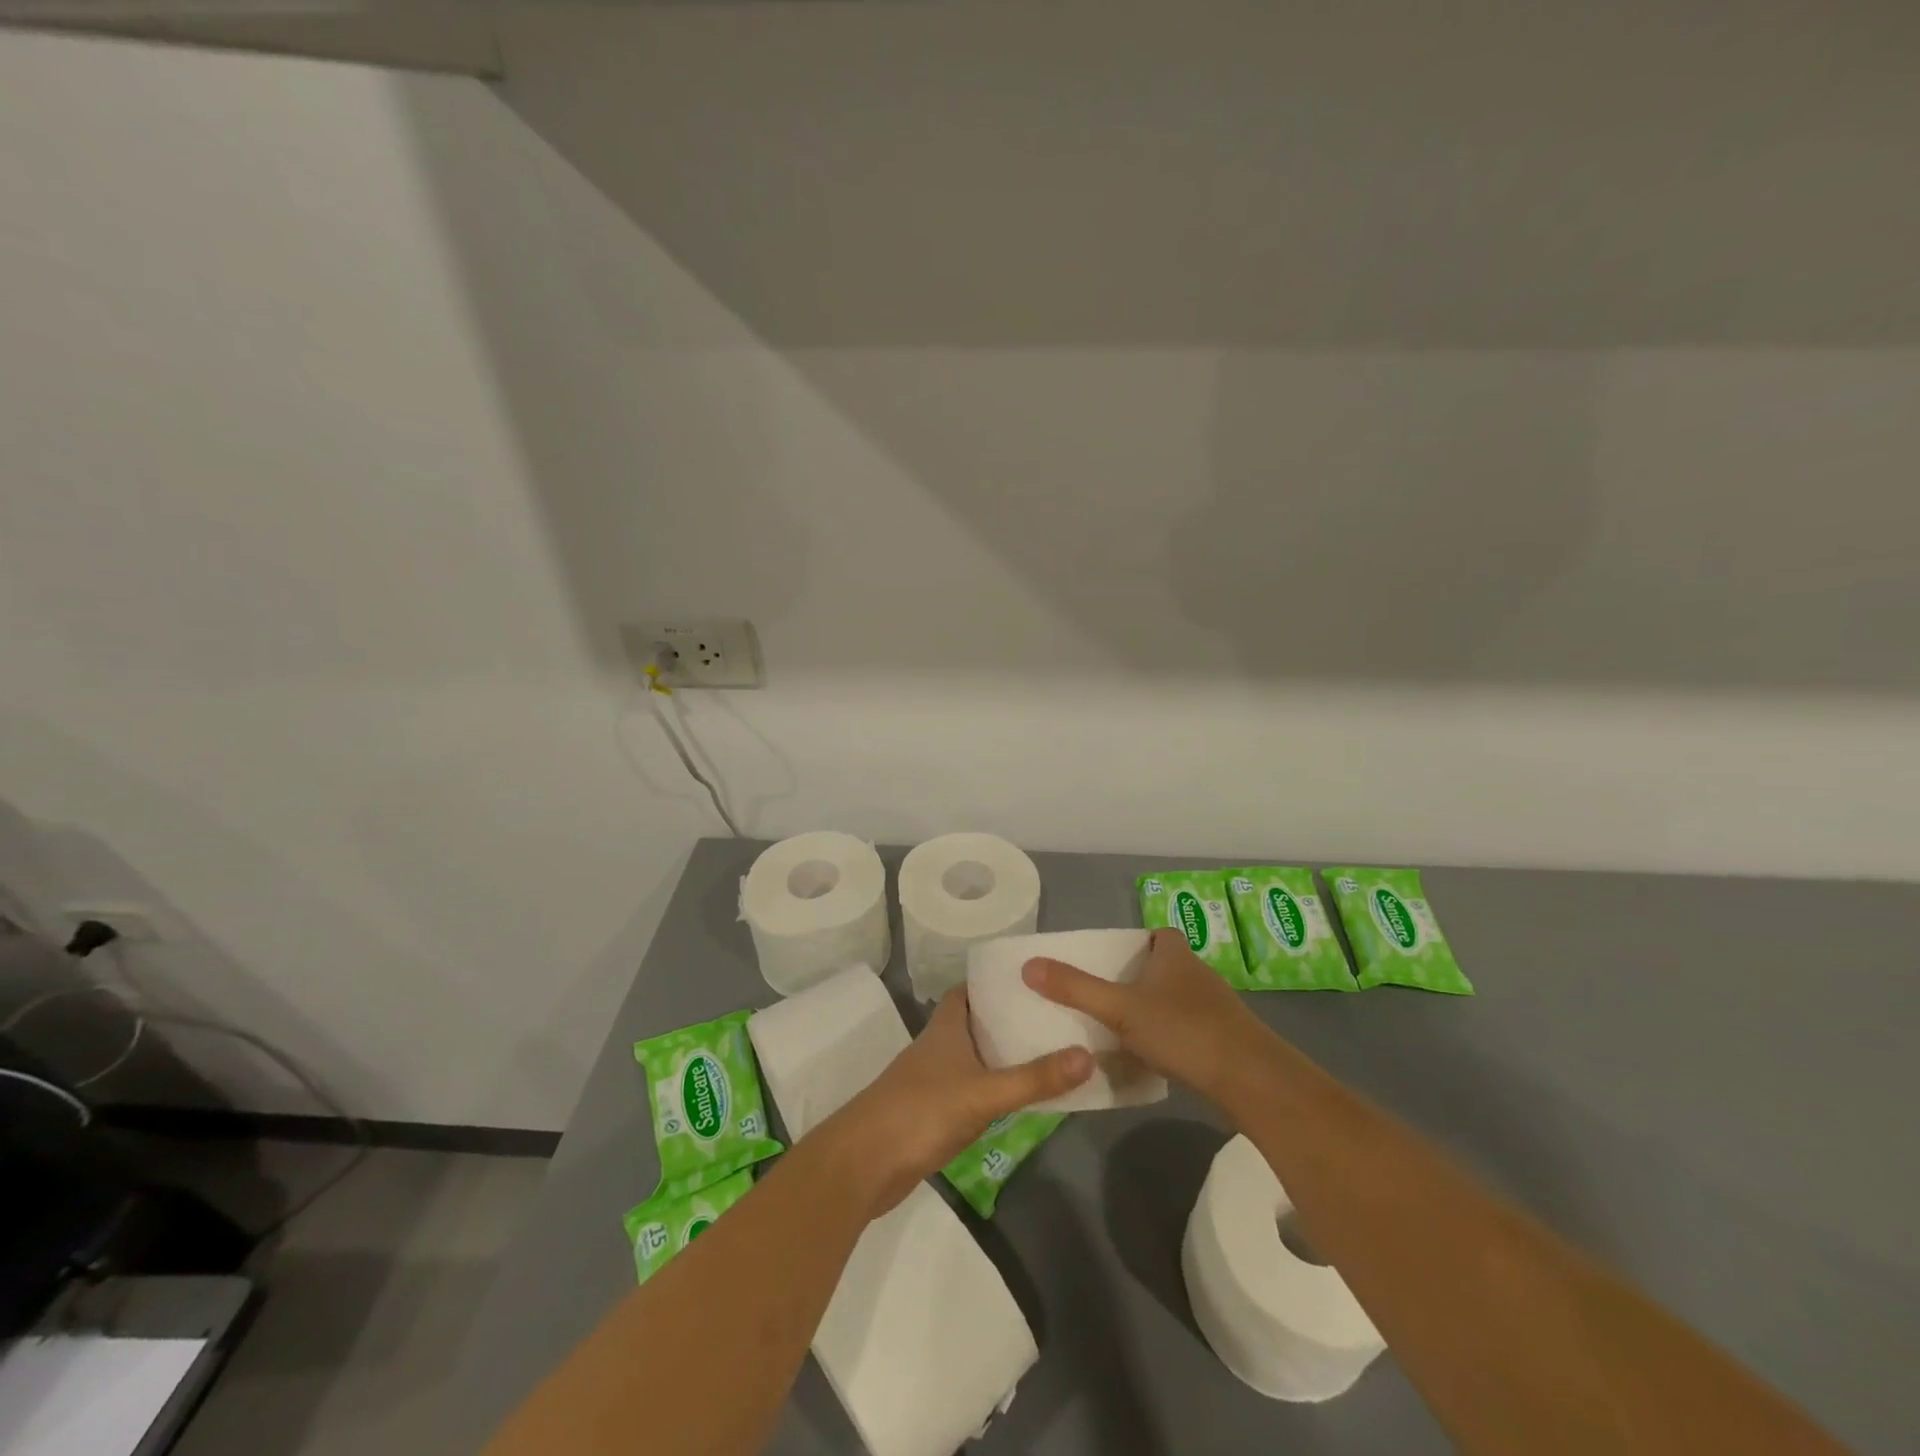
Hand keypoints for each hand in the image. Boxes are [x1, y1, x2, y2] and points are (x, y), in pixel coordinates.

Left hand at [821, 988, 1091, 1217]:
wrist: (863, 1165)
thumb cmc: (920, 1112)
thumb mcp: (983, 1093)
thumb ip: (1033, 1078)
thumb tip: (1088, 1056)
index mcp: (946, 1027)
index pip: (972, 989)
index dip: (999, 983)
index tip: (1038, 981)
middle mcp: (940, 1046)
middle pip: (979, 1023)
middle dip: (1012, 1020)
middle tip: (1057, 1017)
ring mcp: (936, 1080)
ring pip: (977, 1057)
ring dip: (1006, 1055)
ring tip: (1052, 1052)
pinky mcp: (935, 1112)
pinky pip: (974, 1089)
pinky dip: (996, 1088)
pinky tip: (1023, 1097)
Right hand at [1022, 928, 1276, 1108]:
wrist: (1250, 1079)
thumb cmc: (1183, 1030)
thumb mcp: (1120, 1009)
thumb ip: (1075, 988)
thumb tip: (1029, 965)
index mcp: (1175, 955)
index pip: (1159, 935)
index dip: (1138, 943)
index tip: (1112, 962)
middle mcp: (1197, 973)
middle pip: (1165, 967)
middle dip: (1140, 978)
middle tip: (1106, 995)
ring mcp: (1215, 1007)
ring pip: (1177, 999)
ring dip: (1155, 1008)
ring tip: (1122, 1027)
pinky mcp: (1224, 1039)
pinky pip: (1189, 1027)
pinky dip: (1172, 1035)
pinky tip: (1154, 1056)